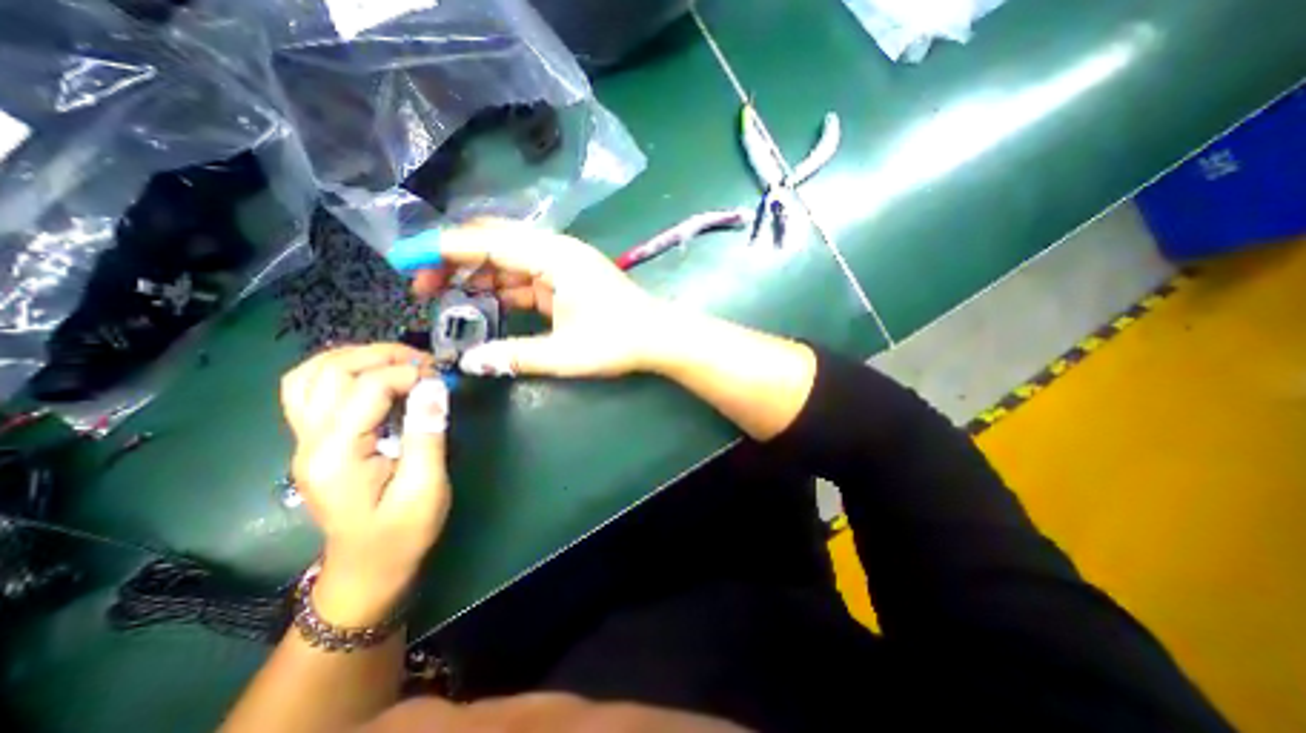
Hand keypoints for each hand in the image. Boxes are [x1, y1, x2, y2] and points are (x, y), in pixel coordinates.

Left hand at [281, 343, 455, 622]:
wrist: (368, 568)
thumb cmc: (402, 534)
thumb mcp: (426, 487)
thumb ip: (427, 434)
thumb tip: (434, 387)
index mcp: (336, 455)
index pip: (366, 388)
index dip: (409, 374)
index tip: (443, 379)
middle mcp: (309, 442)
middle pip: (330, 371)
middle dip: (382, 355)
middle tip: (425, 362)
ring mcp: (305, 441)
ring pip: (311, 374)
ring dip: (358, 357)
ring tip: (401, 362)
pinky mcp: (314, 441)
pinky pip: (312, 390)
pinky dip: (343, 371)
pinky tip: (375, 376)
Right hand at [391, 216, 665, 378]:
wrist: (659, 337)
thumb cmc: (618, 341)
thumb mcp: (564, 353)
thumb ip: (515, 356)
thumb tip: (470, 362)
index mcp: (554, 257)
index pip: (488, 242)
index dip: (444, 249)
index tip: (407, 261)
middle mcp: (556, 251)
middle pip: (495, 243)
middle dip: (456, 259)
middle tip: (423, 285)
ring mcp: (563, 264)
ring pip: (508, 259)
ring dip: (478, 274)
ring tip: (445, 295)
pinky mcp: (567, 279)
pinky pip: (526, 275)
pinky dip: (502, 286)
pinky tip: (482, 300)